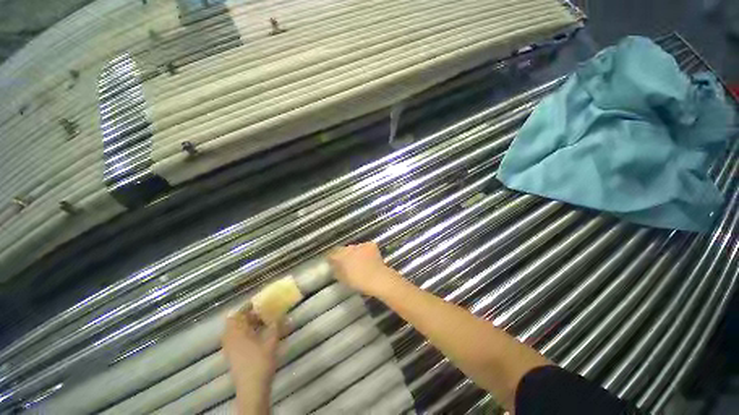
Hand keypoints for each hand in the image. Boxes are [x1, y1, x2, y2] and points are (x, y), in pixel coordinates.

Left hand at [222, 308, 279, 414]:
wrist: (251, 388)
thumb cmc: (260, 362)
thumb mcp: (271, 342)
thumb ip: (276, 326)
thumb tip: (282, 314)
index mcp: (238, 333)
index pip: (238, 315)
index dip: (247, 307)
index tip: (257, 303)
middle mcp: (231, 339)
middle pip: (234, 322)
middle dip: (247, 316)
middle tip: (260, 313)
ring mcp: (230, 349)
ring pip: (234, 331)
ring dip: (245, 325)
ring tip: (260, 323)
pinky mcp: (232, 356)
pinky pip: (235, 339)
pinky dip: (244, 334)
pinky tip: (256, 336)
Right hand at [327, 242, 399, 297]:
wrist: (377, 279)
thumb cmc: (359, 282)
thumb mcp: (343, 279)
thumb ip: (336, 270)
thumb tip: (333, 265)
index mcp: (341, 256)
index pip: (332, 253)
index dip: (331, 257)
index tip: (332, 261)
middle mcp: (349, 248)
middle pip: (343, 249)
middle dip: (344, 254)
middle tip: (346, 263)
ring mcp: (360, 245)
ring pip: (354, 247)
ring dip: (354, 252)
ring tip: (358, 261)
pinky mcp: (370, 245)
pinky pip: (364, 246)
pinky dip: (364, 250)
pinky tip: (367, 257)